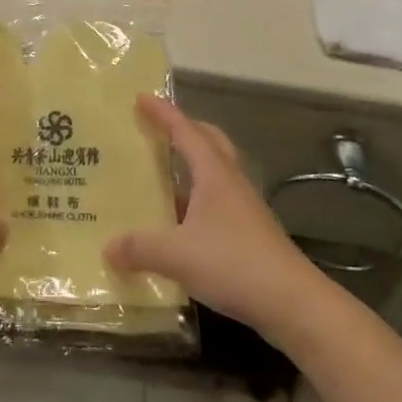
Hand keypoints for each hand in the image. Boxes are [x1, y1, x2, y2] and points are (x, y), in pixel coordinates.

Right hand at [104, 95, 320, 338]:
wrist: (293, 303)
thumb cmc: (234, 263)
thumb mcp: (176, 254)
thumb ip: (139, 247)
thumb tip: (107, 247)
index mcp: (214, 174)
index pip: (185, 131)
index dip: (163, 113)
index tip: (140, 97)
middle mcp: (230, 183)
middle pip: (209, 142)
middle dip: (184, 130)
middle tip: (156, 130)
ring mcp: (243, 209)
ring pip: (214, 173)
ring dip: (189, 166)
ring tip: (159, 175)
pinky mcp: (248, 234)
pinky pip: (216, 202)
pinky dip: (195, 200)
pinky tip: (177, 223)